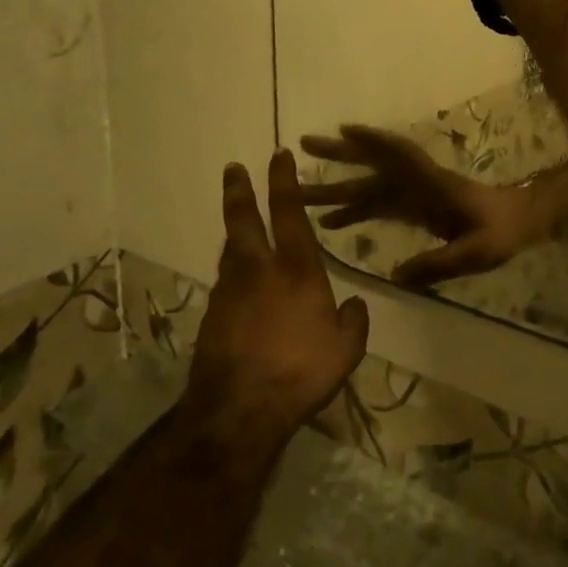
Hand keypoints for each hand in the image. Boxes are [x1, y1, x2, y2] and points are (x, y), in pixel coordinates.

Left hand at [187, 151, 370, 457]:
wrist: (238, 411)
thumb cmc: (300, 371)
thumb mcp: (346, 349)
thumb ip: (353, 321)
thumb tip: (355, 304)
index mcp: (295, 270)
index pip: (289, 213)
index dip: (284, 182)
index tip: (278, 155)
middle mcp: (258, 271)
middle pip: (243, 220)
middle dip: (239, 191)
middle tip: (233, 169)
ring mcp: (230, 293)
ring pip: (230, 250)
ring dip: (234, 231)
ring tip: (237, 223)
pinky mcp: (212, 318)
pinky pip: (224, 283)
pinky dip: (231, 272)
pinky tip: (237, 283)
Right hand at [301, 126, 543, 288]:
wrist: (521, 223)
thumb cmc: (502, 232)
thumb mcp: (476, 252)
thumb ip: (439, 263)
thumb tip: (395, 276)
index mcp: (434, 185)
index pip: (401, 156)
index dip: (374, 141)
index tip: (344, 129)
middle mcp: (418, 184)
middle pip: (374, 166)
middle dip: (340, 154)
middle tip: (303, 144)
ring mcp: (415, 196)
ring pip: (370, 186)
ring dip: (338, 186)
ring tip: (301, 189)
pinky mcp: (415, 209)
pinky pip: (378, 207)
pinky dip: (354, 211)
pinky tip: (331, 222)